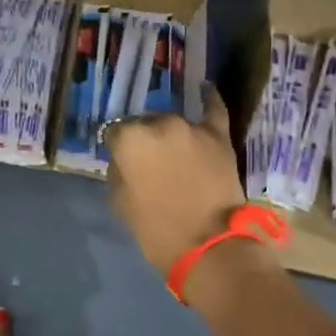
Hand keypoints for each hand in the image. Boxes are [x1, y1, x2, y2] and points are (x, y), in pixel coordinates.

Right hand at [105, 86, 247, 274]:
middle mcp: (159, 123)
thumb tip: (124, 160)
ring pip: (174, 123)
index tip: (124, 163)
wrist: (208, 246)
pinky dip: (209, 100)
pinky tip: (205, 89)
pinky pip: (213, 109)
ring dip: (171, 134)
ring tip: (174, 152)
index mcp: (130, 139)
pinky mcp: (219, 136)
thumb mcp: (120, 203)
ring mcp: (192, 127)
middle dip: (145, 140)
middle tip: (151, 164)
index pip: (115, 133)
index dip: (119, 149)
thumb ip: (119, 172)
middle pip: (146, 124)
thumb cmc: (156, 231)